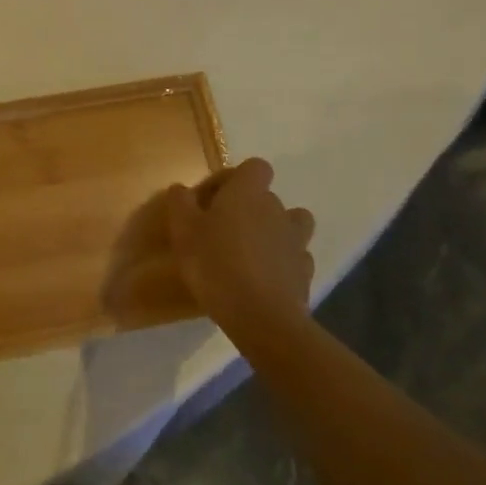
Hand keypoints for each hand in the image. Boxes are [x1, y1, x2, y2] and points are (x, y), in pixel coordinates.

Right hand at [165, 158, 315, 342]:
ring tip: (249, 251)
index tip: (210, 200)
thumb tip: (182, 189)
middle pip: (267, 197)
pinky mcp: (304, 272)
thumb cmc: (215, 264)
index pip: (255, 167)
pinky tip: (263, 277)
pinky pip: (294, 256)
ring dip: (273, 231)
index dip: (233, 179)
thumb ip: (180, 202)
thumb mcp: (182, 230)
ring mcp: (296, 241)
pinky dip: (282, 262)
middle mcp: (277, 209)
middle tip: (220, 231)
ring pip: (290, 224)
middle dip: (247, 208)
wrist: (261, 317)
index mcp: (248, 193)